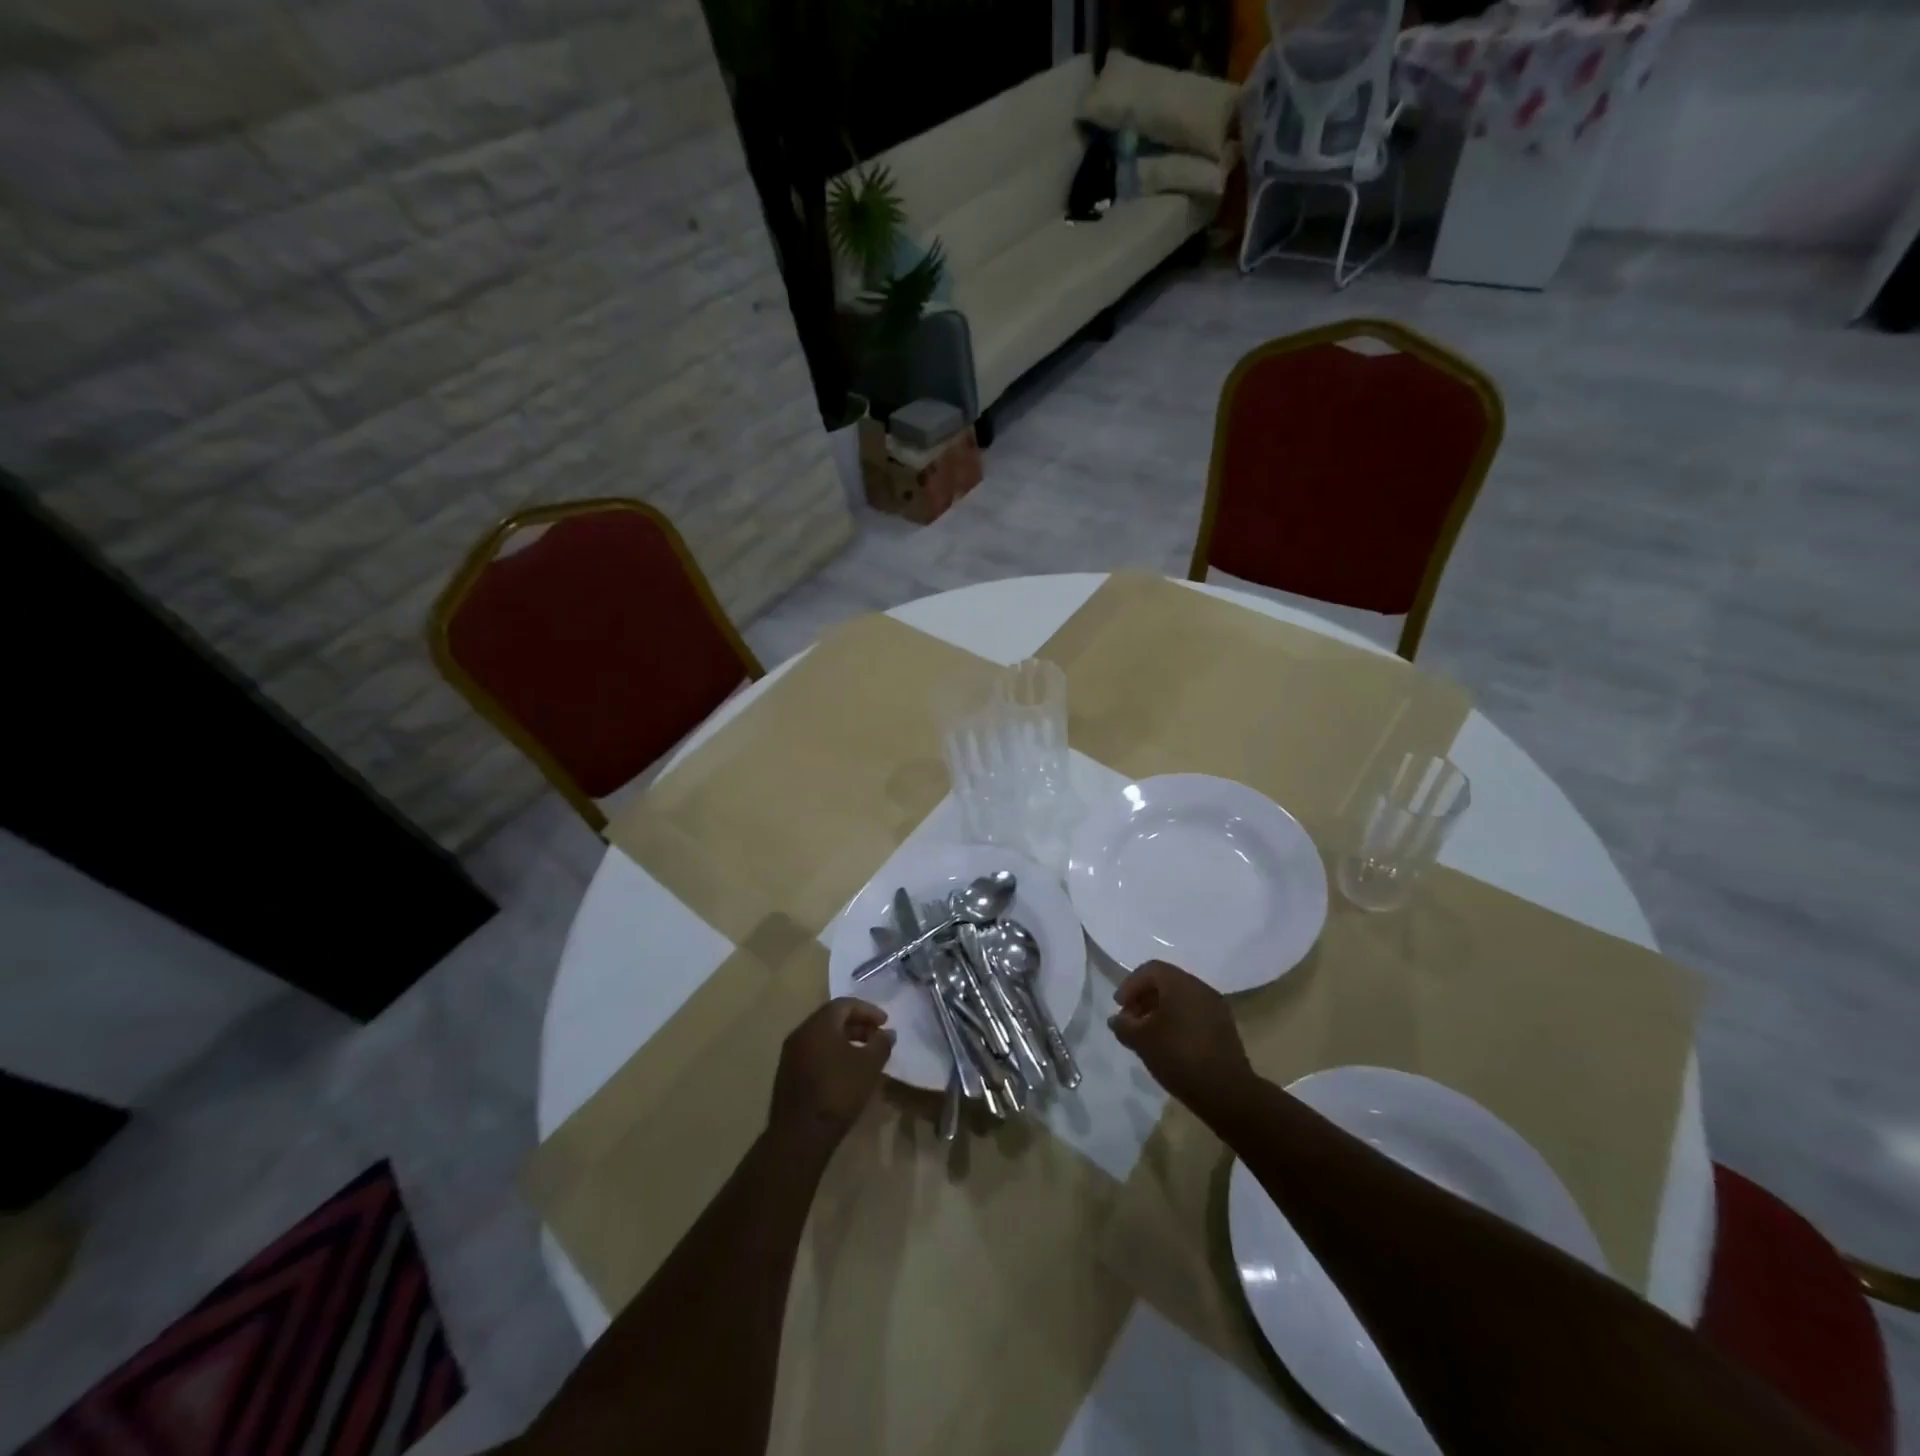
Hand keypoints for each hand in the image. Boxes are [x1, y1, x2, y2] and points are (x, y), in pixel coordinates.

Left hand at [769, 998, 894, 1146]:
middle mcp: (801, 1033)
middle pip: (832, 1019)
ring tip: (864, 1054)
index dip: (868, 1010)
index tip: (885, 1022)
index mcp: (819, 1024)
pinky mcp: (787, 1074)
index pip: (845, 1004)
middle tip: (876, 1036)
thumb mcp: (869, 1066)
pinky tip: (845, 1071)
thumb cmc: (838, 1092)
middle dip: (857, 1024)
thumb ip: (881, 1044)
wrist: (800, 1135)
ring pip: (821, 1037)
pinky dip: (832, 1054)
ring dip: (845, 1040)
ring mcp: (790, 1054)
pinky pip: (813, 1053)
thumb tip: (888, 1033)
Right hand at [1109, 961, 1253, 1113]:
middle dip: (1144, 998)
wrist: (1226, 1092)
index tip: (1119, 1006)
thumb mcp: (1141, 1041)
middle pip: (1166, 982)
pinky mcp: (1224, 1027)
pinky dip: (1177, 1021)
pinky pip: (1194, 1013)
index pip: (1150, 970)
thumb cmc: (1178, 1056)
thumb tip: (1117, 1019)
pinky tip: (1168, 1044)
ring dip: (1160, 1011)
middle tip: (1130, 1020)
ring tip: (1147, 1034)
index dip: (1130, 985)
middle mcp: (1200, 988)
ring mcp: (1216, 1007)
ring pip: (1181, 999)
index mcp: (1180, 983)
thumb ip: (1124, 1025)